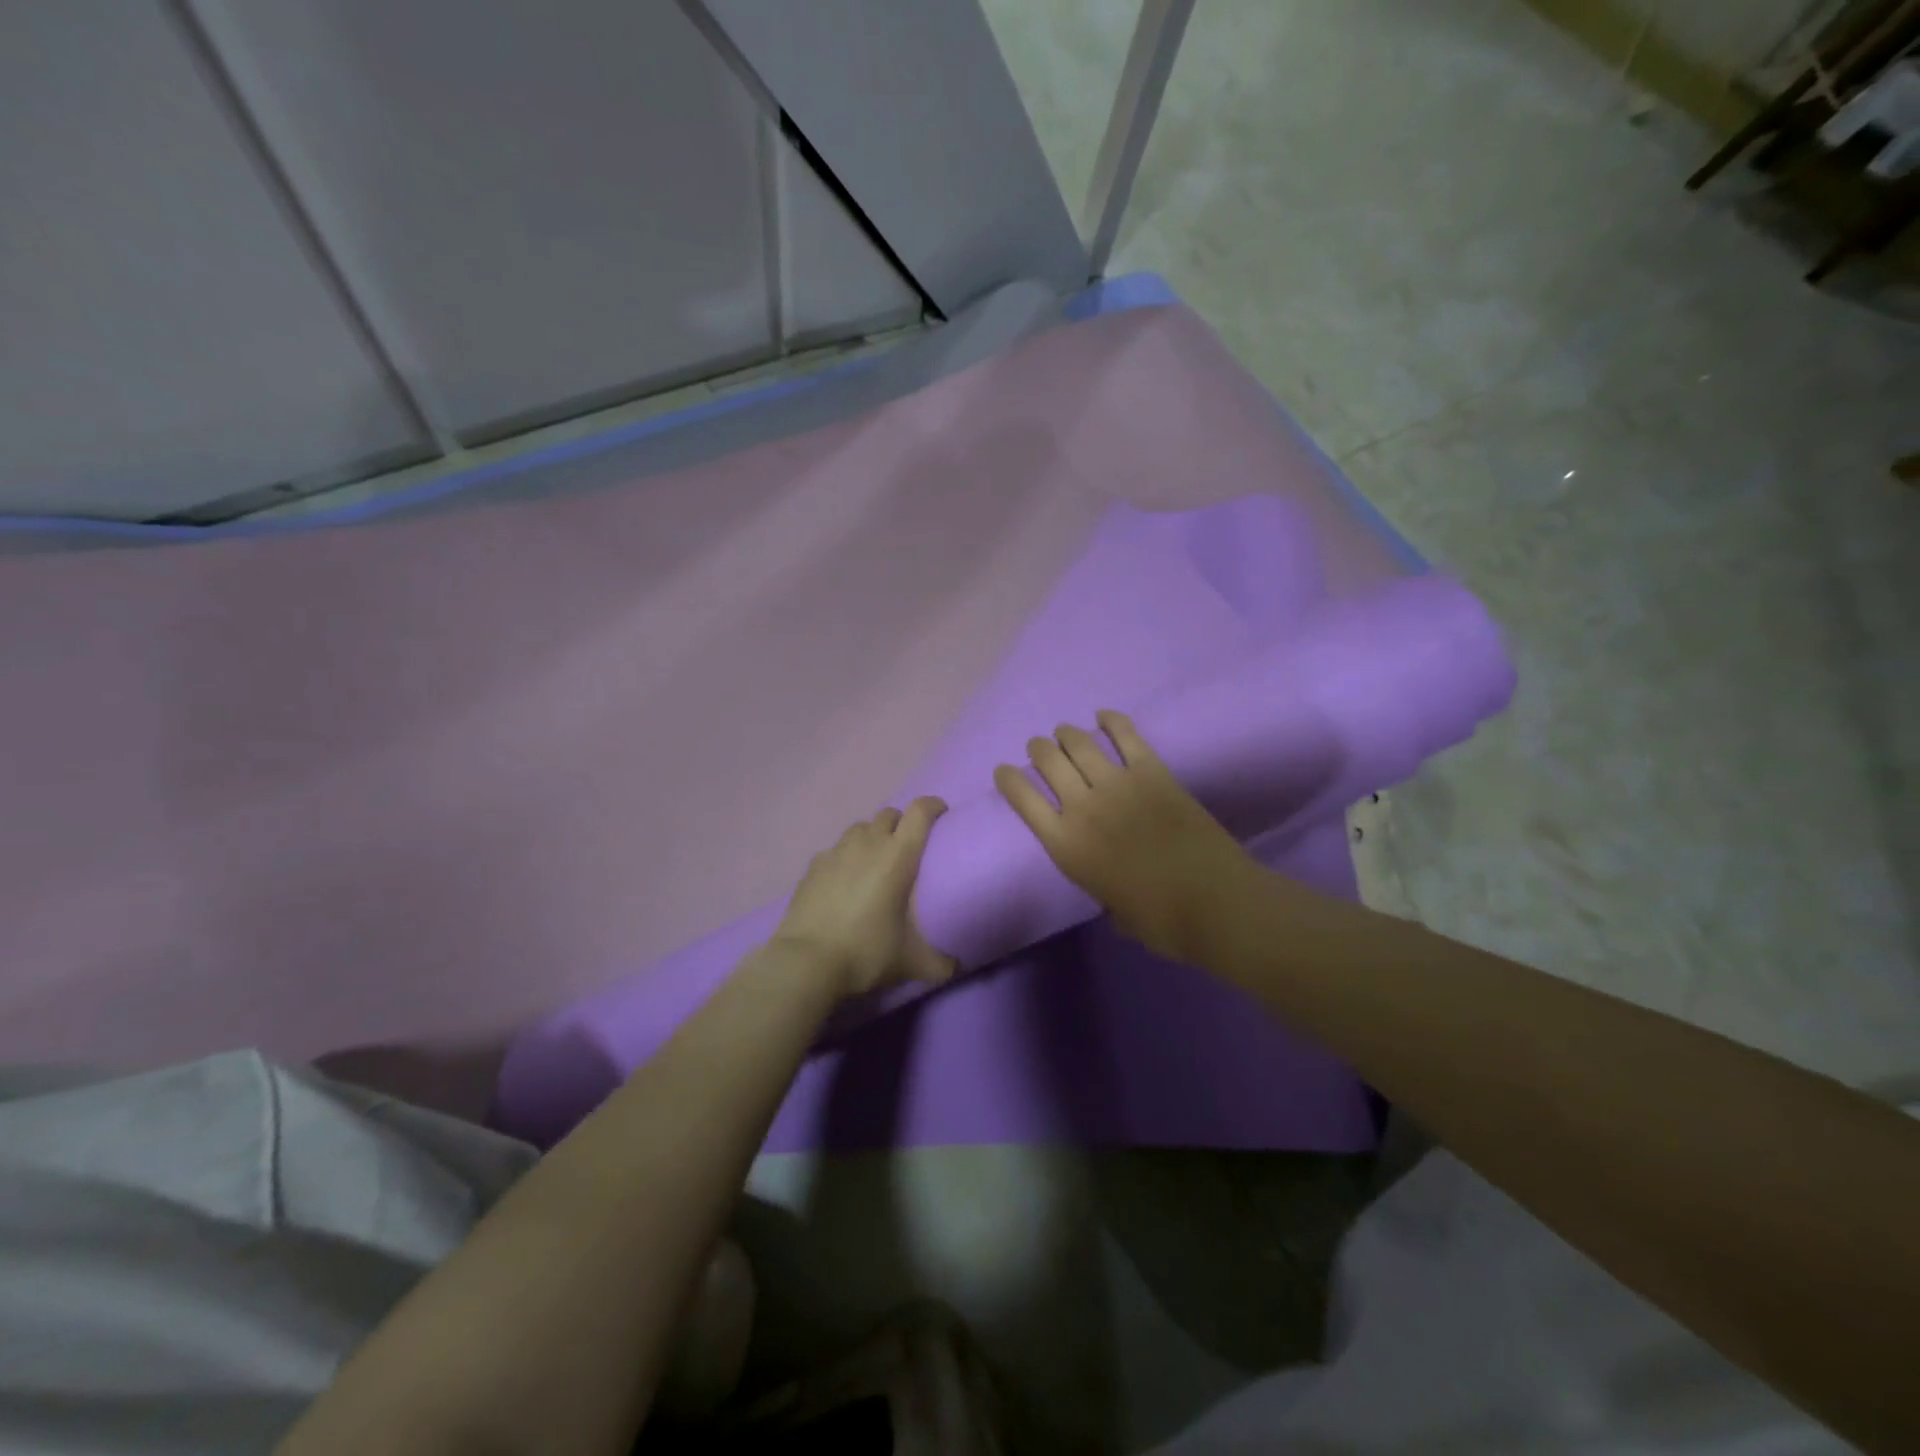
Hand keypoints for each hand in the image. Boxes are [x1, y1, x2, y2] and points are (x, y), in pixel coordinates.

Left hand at [770, 798, 956, 997]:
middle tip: (907, 848)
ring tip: (874, 862)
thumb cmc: (866, 952)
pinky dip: (845, 858)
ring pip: (860, 828)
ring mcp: (836, 852)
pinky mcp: (812, 866)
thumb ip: (941, 963)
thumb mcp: (911, 962)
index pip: (920, 811)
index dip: (933, 806)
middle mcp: (868, 844)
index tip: (941, 815)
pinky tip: (844, 881)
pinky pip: (835, 850)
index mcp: (898, 856)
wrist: (806, 962)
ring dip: (872, 837)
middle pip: (889, 814)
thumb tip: (956, 968)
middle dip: (901, 824)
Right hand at [994, 711, 1254, 962]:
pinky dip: (1112, 720)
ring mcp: (1117, 784)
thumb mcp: (1113, 912)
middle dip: (1038, 749)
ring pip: (1079, 742)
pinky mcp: (1152, 772)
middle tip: (1040, 749)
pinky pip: (1126, 735)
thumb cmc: (1160, 920)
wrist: (1212, 902)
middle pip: (1047, 761)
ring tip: (1065, 733)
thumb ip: (1102, 887)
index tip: (1004, 771)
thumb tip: (1110, 884)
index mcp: (1066, 846)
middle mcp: (1082, 807)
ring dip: (1066, 733)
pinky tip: (1104, 716)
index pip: (1022, 799)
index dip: (1008, 779)